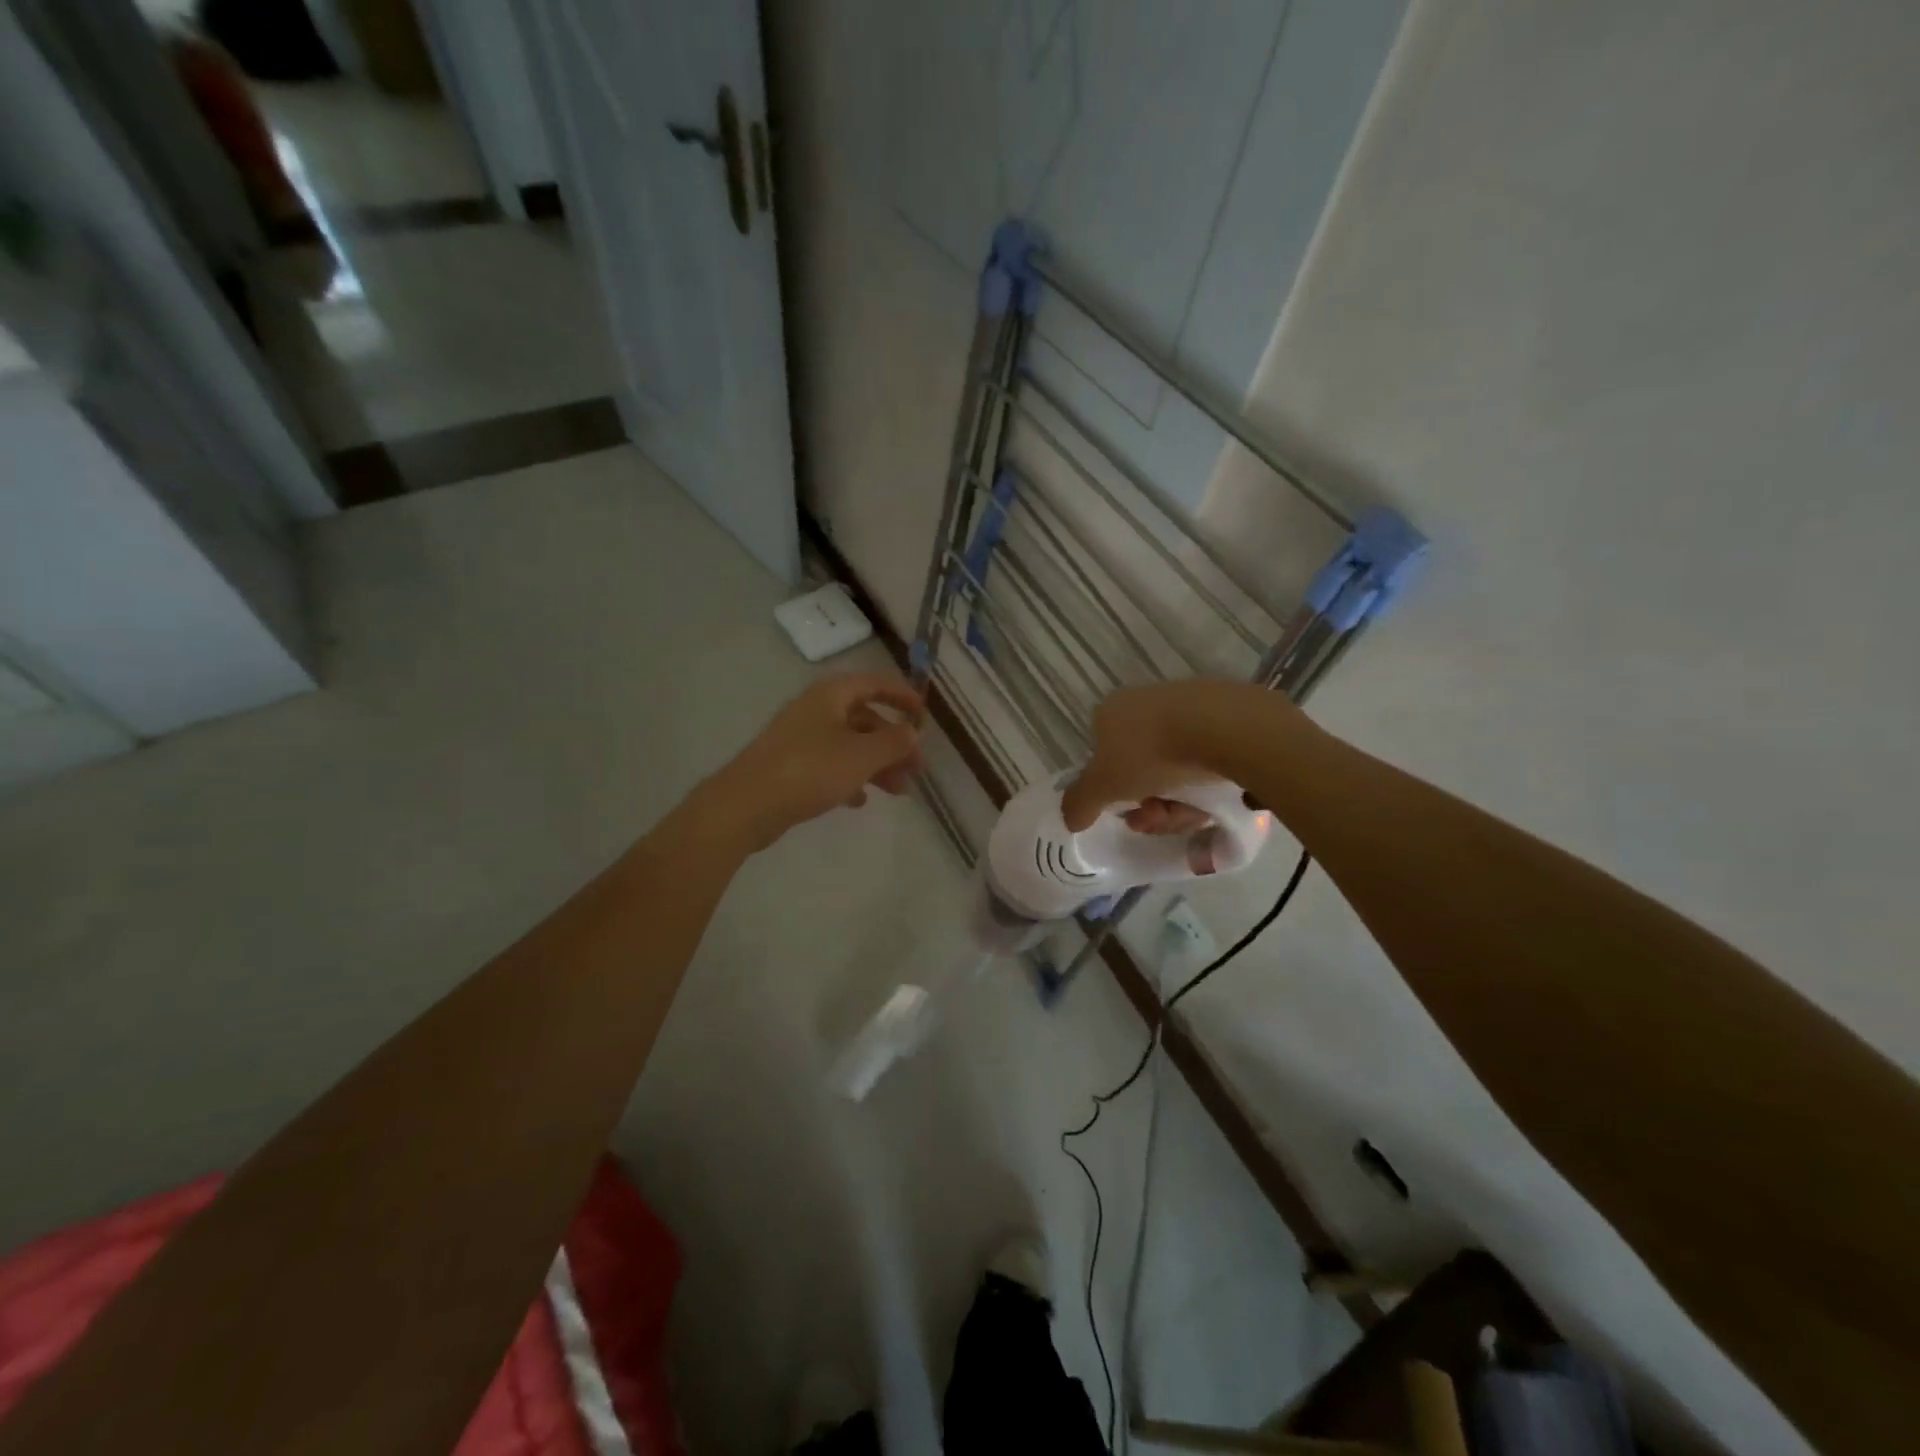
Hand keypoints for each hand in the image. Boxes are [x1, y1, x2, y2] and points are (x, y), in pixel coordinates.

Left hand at [706, 673, 924, 849]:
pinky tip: (859, 800)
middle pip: (864, 718)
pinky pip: (830, 765)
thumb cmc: (810, 770)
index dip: (902, 695)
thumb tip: (913, 732)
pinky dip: (849, 777)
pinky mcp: (790, 765)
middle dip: (893, 742)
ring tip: (898, 791)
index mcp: (831, 695)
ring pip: (850, 745)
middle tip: (916, 768)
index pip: (874, 683)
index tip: (924, 714)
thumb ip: (893, 742)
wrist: (746, 804)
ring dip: (876, 764)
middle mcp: (815, 710)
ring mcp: (800, 738)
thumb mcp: (862, 755)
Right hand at [1062, 680, 1300, 832]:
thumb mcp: (1104, 786)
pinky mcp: (1224, 714)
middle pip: (1140, 768)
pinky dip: (1207, 782)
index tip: (1131, 814)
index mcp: (1110, 712)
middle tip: (1161, 819)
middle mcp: (1144, 702)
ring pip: (1175, 767)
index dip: (1113, 792)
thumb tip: (1070, 818)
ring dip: (1179, 800)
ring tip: (1193, 815)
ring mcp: (1186, 706)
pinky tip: (1218, 796)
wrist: (1224, 728)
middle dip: (1149, 803)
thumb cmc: (1151, 753)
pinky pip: (1207, 757)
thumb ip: (1080, 803)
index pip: (1102, 756)